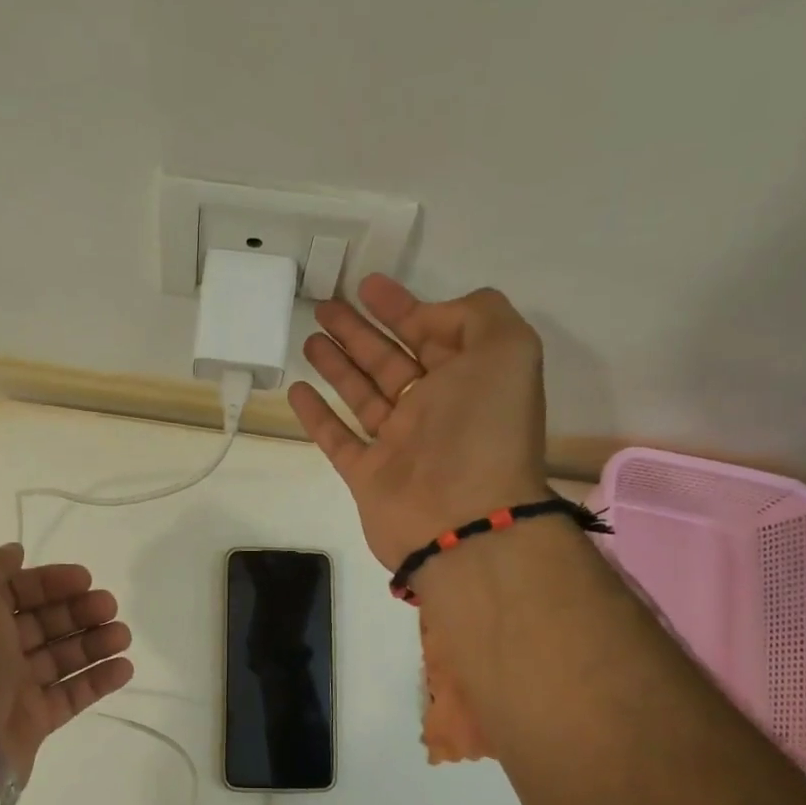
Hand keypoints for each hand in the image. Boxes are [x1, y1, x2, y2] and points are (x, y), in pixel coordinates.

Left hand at [0, 544, 131, 782]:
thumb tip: (14, 552)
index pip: (14, 592)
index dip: (49, 582)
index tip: (85, 579)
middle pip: (41, 624)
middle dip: (77, 610)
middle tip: (110, 606)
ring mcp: (10, 689)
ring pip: (60, 658)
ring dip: (94, 642)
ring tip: (123, 636)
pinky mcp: (32, 722)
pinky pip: (70, 695)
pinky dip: (97, 680)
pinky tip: (124, 668)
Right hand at [287, 275, 550, 568]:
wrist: (463, 519)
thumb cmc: (484, 430)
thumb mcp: (507, 349)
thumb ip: (478, 314)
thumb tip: (431, 320)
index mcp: (470, 378)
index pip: (432, 332)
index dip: (402, 306)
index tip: (368, 285)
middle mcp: (435, 408)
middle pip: (390, 360)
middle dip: (360, 331)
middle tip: (326, 305)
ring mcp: (399, 443)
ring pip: (362, 394)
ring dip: (337, 364)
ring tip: (310, 336)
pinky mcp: (368, 474)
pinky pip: (337, 438)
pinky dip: (317, 415)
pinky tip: (297, 389)